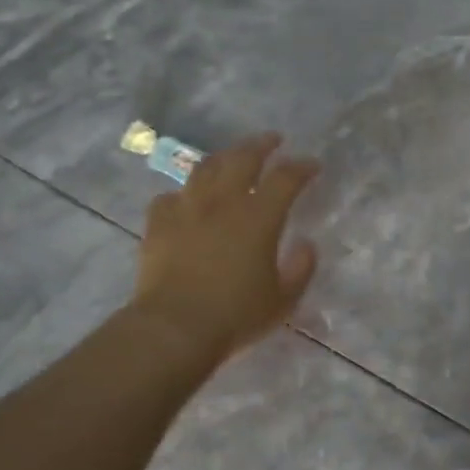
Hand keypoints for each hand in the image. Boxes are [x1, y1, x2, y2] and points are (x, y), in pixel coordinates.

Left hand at [130, 132, 320, 359]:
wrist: (174, 328)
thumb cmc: (235, 316)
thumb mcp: (283, 300)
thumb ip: (301, 268)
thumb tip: (306, 245)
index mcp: (258, 217)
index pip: (285, 178)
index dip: (301, 167)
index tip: (312, 164)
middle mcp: (223, 202)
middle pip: (242, 158)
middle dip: (261, 145)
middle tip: (272, 140)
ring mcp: (186, 209)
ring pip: (204, 168)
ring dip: (222, 158)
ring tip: (230, 158)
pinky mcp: (158, 224)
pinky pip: (169, 197)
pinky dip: (182, 194)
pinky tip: (186, 201)